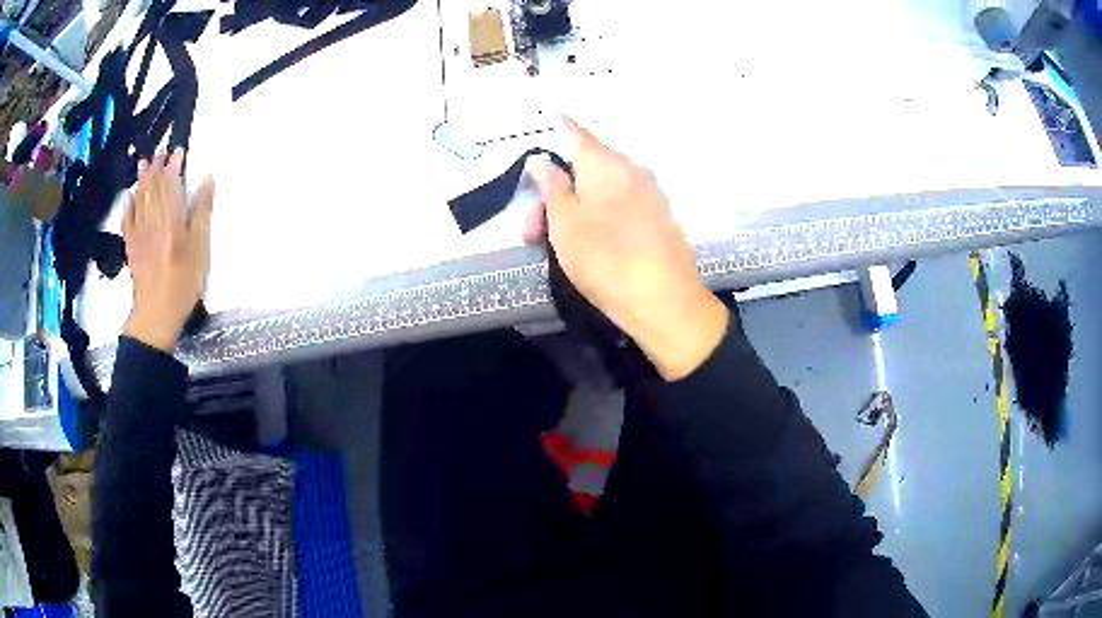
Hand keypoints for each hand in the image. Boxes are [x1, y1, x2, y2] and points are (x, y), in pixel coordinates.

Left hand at [123, 149, 214, 352]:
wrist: (156, 316)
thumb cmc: (183, 285)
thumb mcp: (201, 250)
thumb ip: (202, 213)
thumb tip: (207, 181)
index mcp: (171, 219)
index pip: (171, 184)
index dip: (174, 166)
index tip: (178, 152)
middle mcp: (152, 221)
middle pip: (153, 189)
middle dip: (156, 168)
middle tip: (158, 152)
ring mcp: (139, 234)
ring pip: (139, 200)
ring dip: (142, 180)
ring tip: (143, 164)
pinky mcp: (131, 247)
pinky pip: (128, 221)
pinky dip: (129, 206)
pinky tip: (130, 198)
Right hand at [524, 118, 728, 380]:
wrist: (664, 300)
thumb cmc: (605, 258)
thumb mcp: (565, 224)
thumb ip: (552, 188)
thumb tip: (542, 160)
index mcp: (605, 164)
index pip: (577, 134)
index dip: (561, 124)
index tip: (550, 111)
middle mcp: (631, 170)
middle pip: (586, 168)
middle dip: (555, 190)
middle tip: (530, 230)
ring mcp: (650, 194)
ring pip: (603, 188)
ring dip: (575, 206)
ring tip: (556, 241)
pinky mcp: (660, 218)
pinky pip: (622, 202)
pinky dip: (599, 213)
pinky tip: (591, 238)